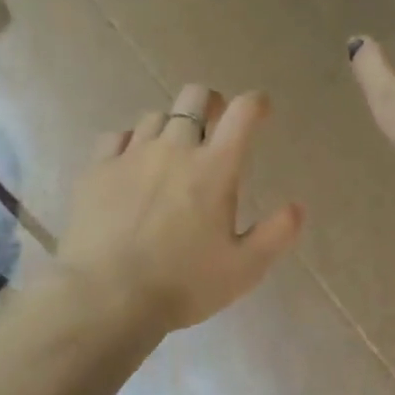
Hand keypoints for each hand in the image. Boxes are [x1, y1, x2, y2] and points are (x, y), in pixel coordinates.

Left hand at [58, 85, 304, 333]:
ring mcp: (131, 155)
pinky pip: (116, 137)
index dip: (255, 103)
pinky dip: (130, 142)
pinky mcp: (96, 170)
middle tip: (214, 123)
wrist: (107, 297)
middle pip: (194, 98)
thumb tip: (298, 207)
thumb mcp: (245, 268)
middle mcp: (174, 149)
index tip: (260, 108)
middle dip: (210, 103)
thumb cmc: (184, 284)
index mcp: (215, 168)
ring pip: (154, 116)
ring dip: (170, 126)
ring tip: (172, 150)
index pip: (242, 113)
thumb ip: (276, 234)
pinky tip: (131, 163)